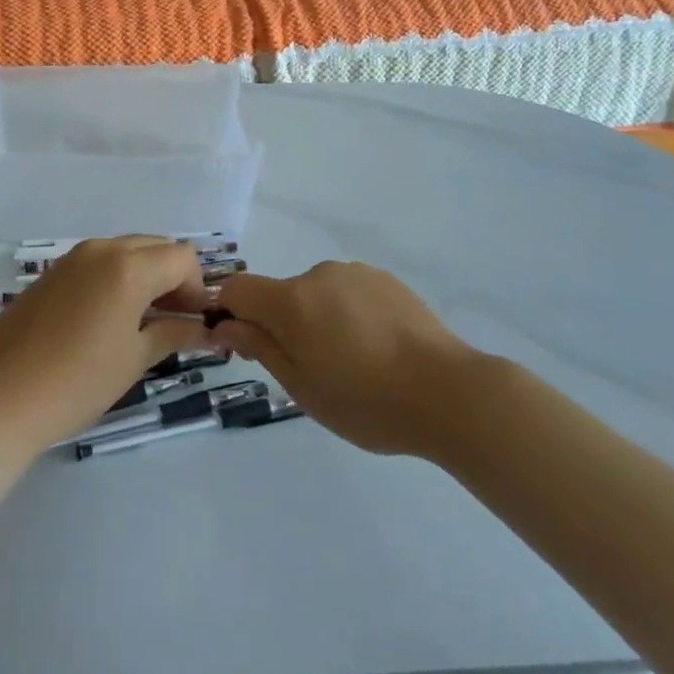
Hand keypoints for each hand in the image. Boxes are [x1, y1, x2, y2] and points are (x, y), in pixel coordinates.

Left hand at [0, 237, 214, 453]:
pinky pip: (98, 263)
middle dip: (173, 278)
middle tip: (175, 321)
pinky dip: (116, 279)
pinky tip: (108, 319)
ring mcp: (71, 258)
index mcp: (128, 266)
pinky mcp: (51, 273)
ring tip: (143, 322)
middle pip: (155, 246)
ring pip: (126, 252)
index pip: (182, 258)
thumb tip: (206, 330)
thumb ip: (174, 334)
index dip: (197, 288)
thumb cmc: (77, 381)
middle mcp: (101, 249)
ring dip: (145, 276)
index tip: (195, 322)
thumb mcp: (134, 359)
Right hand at [212, 262, 476, 456]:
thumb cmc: (366, 400)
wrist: (449, 392)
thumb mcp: (302, 386)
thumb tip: (224, 324)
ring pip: (316, 294)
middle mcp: (318, 274)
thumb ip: (259, 347)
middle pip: (280, 294)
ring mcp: (355, 274)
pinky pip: (349, 293)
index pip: (237, 289)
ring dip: (318, 319)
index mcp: (291, 300)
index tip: (243, 346)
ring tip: (353, 362)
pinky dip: (349, 315)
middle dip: (282, 324)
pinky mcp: (386, 280)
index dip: (229, 313)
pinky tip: (377, 348)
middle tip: (311, 370)